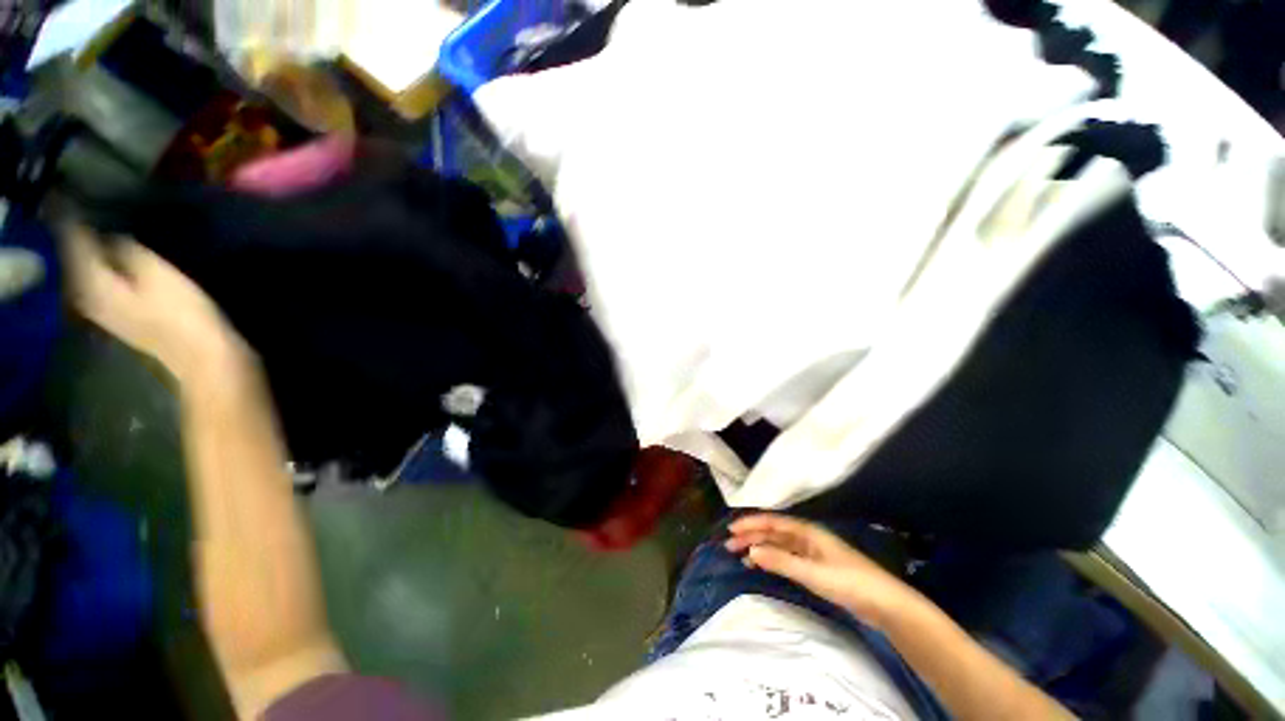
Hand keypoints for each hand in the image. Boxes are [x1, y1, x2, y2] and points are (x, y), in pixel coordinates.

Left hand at [62, 224, 249, 383]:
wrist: (202, 356)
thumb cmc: (181, 312)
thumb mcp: (157, 274)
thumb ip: (127, 250)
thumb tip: (108, 234)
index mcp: (90, 281)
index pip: (72, 239)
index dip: (67, 215)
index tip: (59, 193)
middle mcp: (85, 295)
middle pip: (71, 257)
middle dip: (69, 234)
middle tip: (66, 206)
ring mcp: (100, 309)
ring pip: (81, 271)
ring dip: (81, 251)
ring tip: (81, 228)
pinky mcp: (116, 316)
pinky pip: (95, 282)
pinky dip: (94, 267)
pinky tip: (101, 258)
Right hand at [725, 513, 924, 628]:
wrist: (885, 604)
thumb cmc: (850, 582)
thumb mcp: (813, 573)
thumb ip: (781, 562)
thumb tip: (750, 551)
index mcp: (808, 531)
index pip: (773, 522)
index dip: (751, 523)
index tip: (731, 529)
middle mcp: (807, 537)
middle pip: (773, 532)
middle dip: (751, 536)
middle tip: (729, 544)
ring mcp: (812, 553)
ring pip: (778, 545)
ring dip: (759, 548)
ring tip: (740, 556)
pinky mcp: (816, 568)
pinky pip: (786, 558)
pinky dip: (772, 560)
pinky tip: (762, 567)